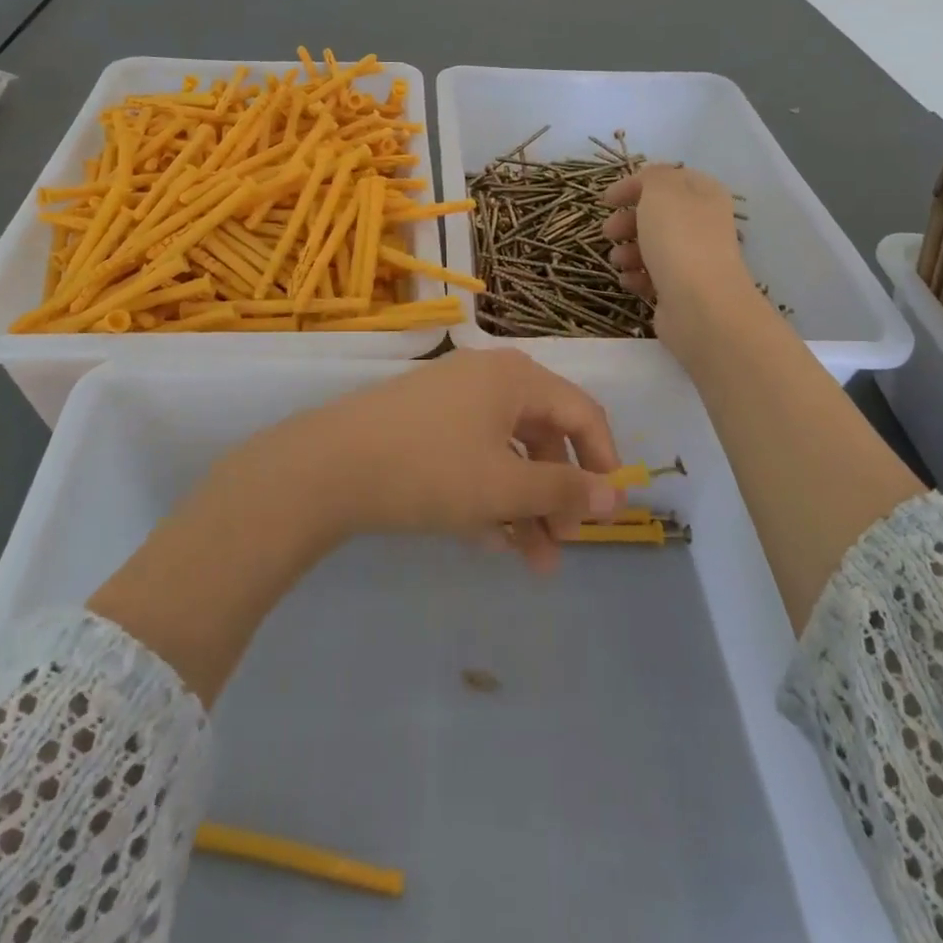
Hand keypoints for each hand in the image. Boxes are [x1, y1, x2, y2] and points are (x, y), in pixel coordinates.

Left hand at [270, 349, 625, 573]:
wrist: (327, 466)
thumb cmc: (430, 469)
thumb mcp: (504, 486)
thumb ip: (563, 491)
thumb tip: (614, 496)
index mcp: (516, 379)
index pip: (582, 413)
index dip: (603, 462)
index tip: (609, 514)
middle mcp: (488, 379)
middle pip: (544, 436)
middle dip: (558, 495)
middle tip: (563, 545)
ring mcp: (452, 400)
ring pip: (506, 453)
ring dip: (525, 506)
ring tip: (533, 563)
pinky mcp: (423, 424)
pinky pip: (473, 457)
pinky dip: (488, 495)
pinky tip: (489, 542)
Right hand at [600, 165, 761, 352]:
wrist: (700, 305)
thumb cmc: (679, 240)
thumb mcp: (661, 191)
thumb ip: (652, 176)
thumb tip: (648, 181)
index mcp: (704, 195)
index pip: (667, 180)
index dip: (635, 185)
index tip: (606, 200)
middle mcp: (703, 224)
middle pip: (657, 215)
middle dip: (627, 221)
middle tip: (609, 231)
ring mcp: (694, 259)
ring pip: (652, 247)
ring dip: (628, 251)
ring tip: (618, 260)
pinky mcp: (682, 290)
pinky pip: (653, 276)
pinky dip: (636, 277)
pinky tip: (629, 280)